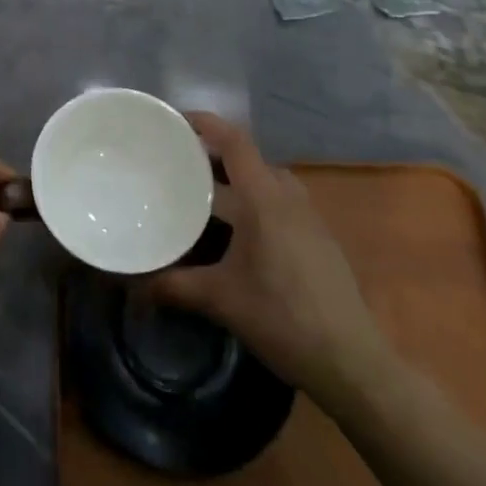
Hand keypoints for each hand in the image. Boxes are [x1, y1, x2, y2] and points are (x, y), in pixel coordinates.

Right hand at [149, 113, 392, 402]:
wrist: (351, 363)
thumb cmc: (282, 318)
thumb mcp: (220, 300)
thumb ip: (173, 286)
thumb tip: (133, 285)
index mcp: (264, 199)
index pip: (235, 141)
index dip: (206, 124)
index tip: (175, 122)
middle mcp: (289, 198)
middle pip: (249, 158)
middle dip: (213, 155)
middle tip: (177, 163)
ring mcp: (309, 218)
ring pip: (266, 181)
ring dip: (236, 179)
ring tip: (202, 194)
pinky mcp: (319, 239)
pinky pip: (280, 202)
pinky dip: (254, 201)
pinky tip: (237, 232)